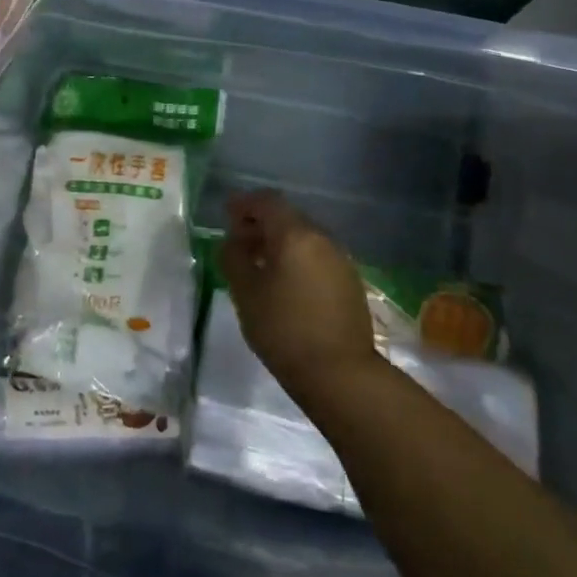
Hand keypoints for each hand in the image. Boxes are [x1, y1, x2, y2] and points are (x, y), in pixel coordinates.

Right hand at [220, 191, 378, 402]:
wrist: (340, 374)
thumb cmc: (283, 328)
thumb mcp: (245, 292)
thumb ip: (234, 258)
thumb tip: (232, 241)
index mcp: (295, 235)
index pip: (267, 202)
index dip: (244, 204)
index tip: (226, 214)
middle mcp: (322, 239)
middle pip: (287, 218)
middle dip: (260, 224)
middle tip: (238, 243)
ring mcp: (340, 260)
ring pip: (303, 238)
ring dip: (279, 243)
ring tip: (258, 265)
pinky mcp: (350, 282)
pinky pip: (317, 257)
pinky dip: (296, 259)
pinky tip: (284, 283)